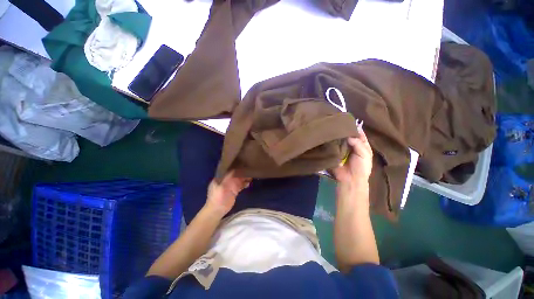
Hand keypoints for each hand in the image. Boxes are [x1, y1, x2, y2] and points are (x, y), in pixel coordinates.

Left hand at [204, 170, 250, 217]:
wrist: (217, 211)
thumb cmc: (217, 198)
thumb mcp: (222, 187)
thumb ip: (228, 178)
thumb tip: (235, 169)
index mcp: (219, 178)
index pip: (228, 170)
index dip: (235, 167)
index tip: (242, 164)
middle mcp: (225, 181)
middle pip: (234, 175)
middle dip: (241, 173)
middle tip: (248, 170)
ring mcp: (230, 187)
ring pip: (238, 180)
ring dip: (243, 178)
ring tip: (250, 176)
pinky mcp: (234, 192)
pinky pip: (240, 186)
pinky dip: (244, 184)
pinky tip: (248, 183)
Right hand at [332, 128, 372, 205]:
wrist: (350, 179)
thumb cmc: (361, 167)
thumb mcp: (365, 154)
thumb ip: (359, 144)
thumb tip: (348, 135)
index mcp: (361, 145)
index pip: (358, 133)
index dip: (355, 127)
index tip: (348, 119)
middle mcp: (351, 145)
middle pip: (347, 135)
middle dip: (343, 129)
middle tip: (336, 121)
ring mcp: (341, 148)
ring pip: (339, 139)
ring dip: (336, 135)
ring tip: (330, 126)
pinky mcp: (334, 152)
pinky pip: (332, 145)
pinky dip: (330, 141)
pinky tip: (326, 135)